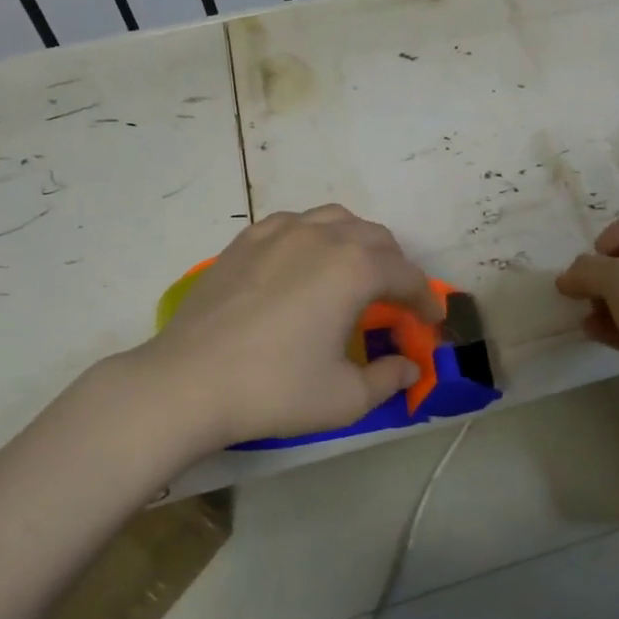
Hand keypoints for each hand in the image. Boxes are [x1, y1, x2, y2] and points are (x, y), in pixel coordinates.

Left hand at [126, 205, 442, 450]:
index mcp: (355, 269)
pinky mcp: (245, 241)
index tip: (431, 322)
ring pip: (335, 220)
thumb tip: (409, 367)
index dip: (425, 300)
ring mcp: (279, 233)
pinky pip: (294, 223)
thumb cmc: (275, 389)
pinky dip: (314, 237)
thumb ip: (388, 379)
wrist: (187, 383)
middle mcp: (322, 237)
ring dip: (357, 243)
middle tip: (396, 301)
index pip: (407, 276)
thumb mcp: (345, 398)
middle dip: (396, 267)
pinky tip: (304, 264)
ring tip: (355, 273)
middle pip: (376, 238)